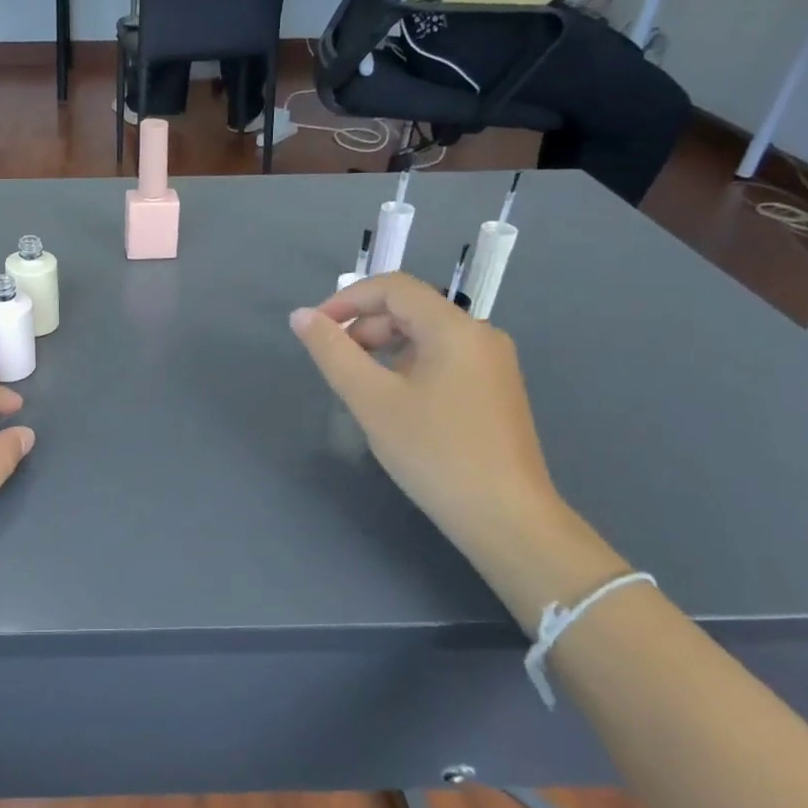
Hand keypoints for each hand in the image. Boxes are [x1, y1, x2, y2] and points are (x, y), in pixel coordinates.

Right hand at [289, 273, 559, 551]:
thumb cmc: (435, 453)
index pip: (393, 287)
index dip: (347, 299)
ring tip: (359, 386)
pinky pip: (442, 360)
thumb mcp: (372, 400)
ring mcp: (492, 364)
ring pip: (425, 336)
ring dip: (383, 348)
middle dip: (364, 326)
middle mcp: (479, 335)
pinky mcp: (494, 391)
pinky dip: (407, 367)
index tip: (314, 330)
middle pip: (411, 309)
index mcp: (454, 328)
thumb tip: (301, 316)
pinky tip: (394, 403)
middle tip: (334, 364)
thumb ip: (333, 352)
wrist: (506, 519)